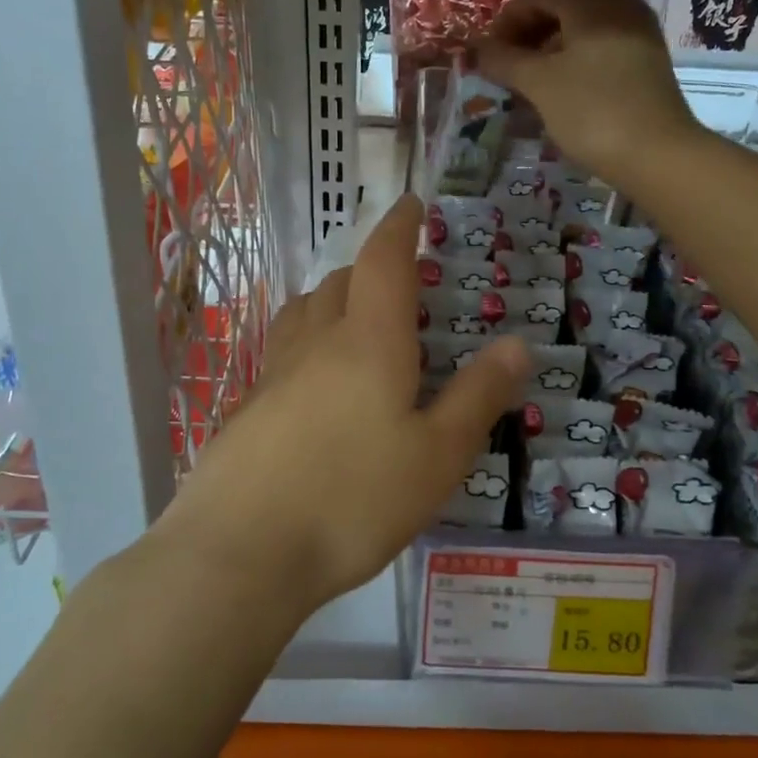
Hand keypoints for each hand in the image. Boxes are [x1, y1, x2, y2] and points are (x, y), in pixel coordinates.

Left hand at [170, 196, 528, 613]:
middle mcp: (317, 343)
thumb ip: (478, 396)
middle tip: (400, 285)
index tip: (411, 204)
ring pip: (304, 313)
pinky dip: (308, 345)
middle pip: (340, 282)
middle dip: (371, 269)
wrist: (240, 553)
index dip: (399, 226)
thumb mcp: (438, 456)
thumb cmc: (353, 499)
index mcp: (369, 341)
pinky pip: (284, 353)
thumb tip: (518, 343)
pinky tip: (318, 386)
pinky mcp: (248, 409)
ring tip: (356, 323)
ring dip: (333, 301)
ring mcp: (274, 375)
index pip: (384, 261)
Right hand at [474, 0, 703, 186]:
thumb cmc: (592, 111)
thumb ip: (505, 61)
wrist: (658, 154)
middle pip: (566, 0)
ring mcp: (638, 30)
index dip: (509, 18)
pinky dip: (577, 54)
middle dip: (532, 26)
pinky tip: (564, 84)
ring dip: (553, 41)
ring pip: (586, 22)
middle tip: (509, 59)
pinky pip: (604, 41)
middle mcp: (619, 3)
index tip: (490, 52)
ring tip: (532, 75)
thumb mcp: (539, 84)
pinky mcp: (648, 58)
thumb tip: (478, 50)